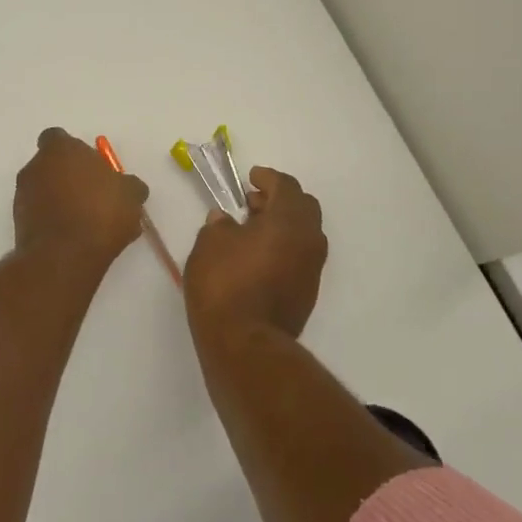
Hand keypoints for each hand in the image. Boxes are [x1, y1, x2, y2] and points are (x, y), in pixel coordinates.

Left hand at [13, 128, 149, 272]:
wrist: (64, 256)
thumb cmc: (100, 213)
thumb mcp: (130, 195)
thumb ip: (128, 185)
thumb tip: (128, 186)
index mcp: (60, 150)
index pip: (58, 139)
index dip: (75, 152)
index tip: (93, 169)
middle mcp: (35, 167)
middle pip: (51, 166)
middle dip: (69, 178)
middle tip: (94, 197)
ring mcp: (22, 196)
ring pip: (44, 192)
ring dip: (61, 201)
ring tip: (88, 223)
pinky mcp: (18, 223)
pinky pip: (39, 215)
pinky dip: (53, 222)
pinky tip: (75, 239)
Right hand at [184, 167, 327, 345]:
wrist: (245, 343)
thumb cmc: (224, 284)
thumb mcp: (209, 244)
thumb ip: (219, 225)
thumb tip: (225, 220)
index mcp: (289, 220)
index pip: (286, 186)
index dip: (267, 178)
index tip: (250, 178)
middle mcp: (309, 241)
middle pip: (303, 207)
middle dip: (278, 200)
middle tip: (251, 203)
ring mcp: (312, 269)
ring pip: (303, 234)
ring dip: (281, 225)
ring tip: (249, 231)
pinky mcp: (306, 293)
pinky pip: (299, 257)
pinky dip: (282, 248)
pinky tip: (256, 257)